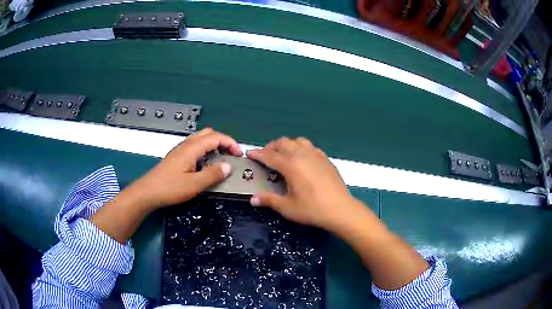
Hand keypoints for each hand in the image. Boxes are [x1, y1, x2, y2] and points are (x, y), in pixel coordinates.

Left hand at [127, 128, 241, 208]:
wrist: (148, 192)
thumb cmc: (170, 188)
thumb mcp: (195, 185)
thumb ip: (213, 174)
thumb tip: (228, 166)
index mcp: (192, 148)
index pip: (216, 137)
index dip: (230, 143)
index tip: (239, 155)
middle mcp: (186, 145)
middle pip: (209, 133)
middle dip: (223, 141)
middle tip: (230, 155)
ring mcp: (180, 150)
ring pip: (201, 139)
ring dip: (214, 145)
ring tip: (220, 160)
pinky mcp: (176, 157)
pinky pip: (195, 147)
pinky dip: (205, 150)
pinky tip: (205, 165)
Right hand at [247, 137, 364, 231]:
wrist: (341, 209)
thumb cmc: (312, 209)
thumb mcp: (288, 207)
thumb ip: (269, 200)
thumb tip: (252, 199)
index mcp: (290, 166)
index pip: (269, 155)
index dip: (257, 154)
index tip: (249, 154)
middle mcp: (302, 155)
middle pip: (283, 143)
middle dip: (271, 147)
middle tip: (265, 156)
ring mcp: (316, 155)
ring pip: (297, 141)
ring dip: (287, 145)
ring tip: (283, 155)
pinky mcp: (325, 158)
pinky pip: (310, 146)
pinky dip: (301, 148)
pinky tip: (302, 159)